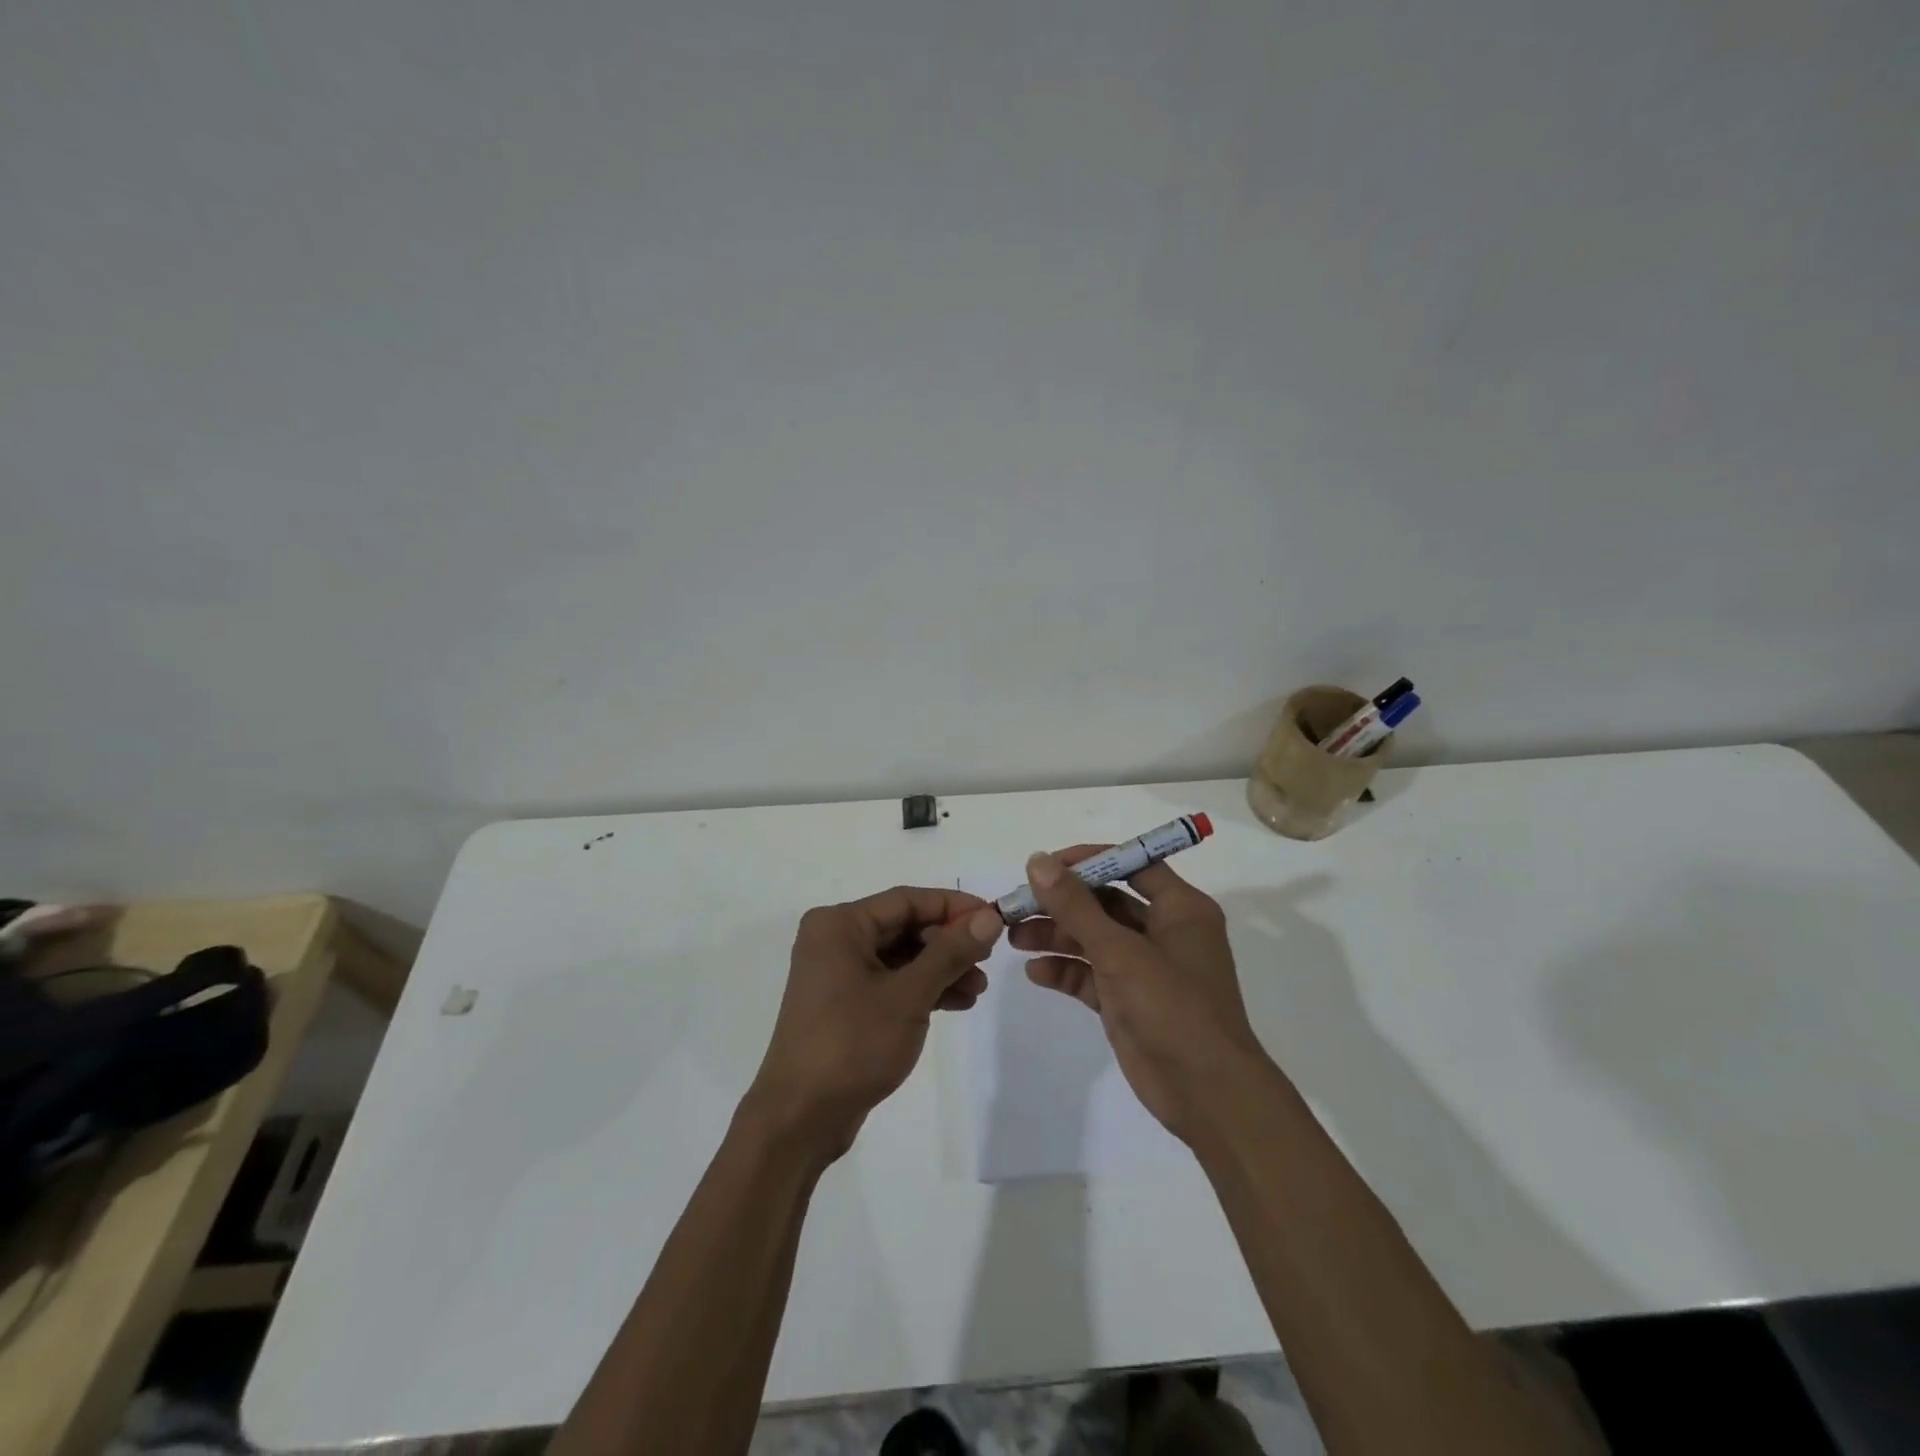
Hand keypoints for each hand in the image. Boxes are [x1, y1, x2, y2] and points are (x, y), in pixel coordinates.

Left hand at [746, 886, 1003, 1161]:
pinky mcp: (846, 1005)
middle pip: (905, 927)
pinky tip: (958, 1003)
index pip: (907, 900)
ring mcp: (839, 974)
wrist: (799, 1119)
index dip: (953, 906)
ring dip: (941, 969)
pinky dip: (923, 990)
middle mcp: (835, 940)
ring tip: (978, 989)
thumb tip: (989, 918)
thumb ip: (950, 952)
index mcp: (840, 925)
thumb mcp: (908, 995)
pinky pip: (892, 983)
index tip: (994, 918)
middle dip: (949, 943)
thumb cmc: (852, 1044)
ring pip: (902, 957)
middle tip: (989, 958)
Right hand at [1010, 848, 1268, 1143]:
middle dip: (1061, 903)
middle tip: (1018, 905)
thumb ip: (1076, 906)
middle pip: (1105, 902)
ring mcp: (1145, 968)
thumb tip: (1038, 861)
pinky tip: (1035, 972)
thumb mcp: (1121, 951)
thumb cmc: (1174, 1008)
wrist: (1207, 1095)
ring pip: (1093, 938)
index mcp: (1179, 909)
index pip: (1131, 864)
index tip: (1045, 866)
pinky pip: (1091, 975)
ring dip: (1056, 935)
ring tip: (1014, 937)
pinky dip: (1065, 971)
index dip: (1088, 861)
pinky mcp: (1128, 1000)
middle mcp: (1163, 931)